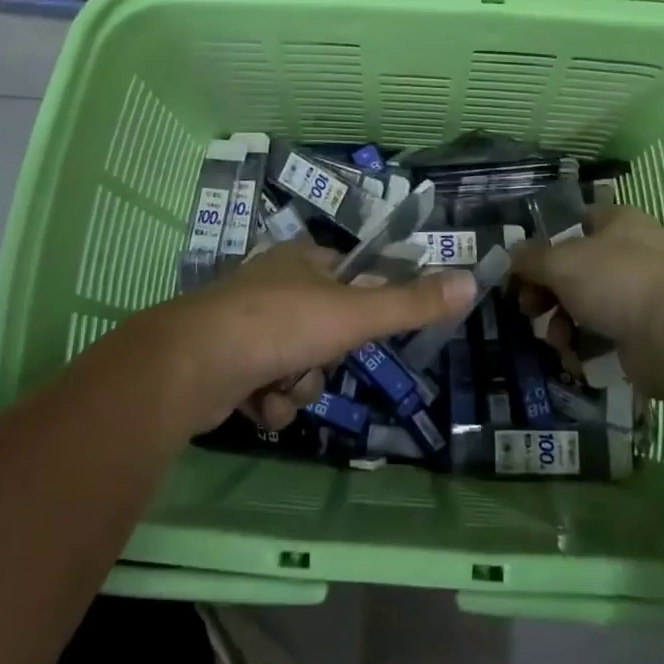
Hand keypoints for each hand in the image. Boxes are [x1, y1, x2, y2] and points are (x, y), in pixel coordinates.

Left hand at [142, 242, 476, 434]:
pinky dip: (271, 401)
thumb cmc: (280, 325)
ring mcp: (248, 324)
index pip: (353, 276)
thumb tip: (471, 281)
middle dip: (326, 359)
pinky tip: (258, 403)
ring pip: (302, 364)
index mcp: (304, 260)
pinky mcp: (228, 363)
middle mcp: (275, 285)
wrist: (192, 365)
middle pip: (329, 330)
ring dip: (300, 385)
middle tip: (317, 359)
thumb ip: (411, 303)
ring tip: (279, 386)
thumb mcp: (354, 314)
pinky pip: (270, 387)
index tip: (364, 330)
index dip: (364, 306)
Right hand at [510, 204, 663, 400]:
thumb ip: (529, 257)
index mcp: (619, 222)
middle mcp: (631, 252)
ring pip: (584, 303)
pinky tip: (572, 355)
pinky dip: (582, 344)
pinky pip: (601, 333)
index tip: (521, 266)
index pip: (574, 222)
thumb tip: (512, 257)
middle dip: (545, 291)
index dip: (544, 241)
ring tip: (554, 338)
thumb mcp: (559, 261)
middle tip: (526, 307)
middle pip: (574, 267)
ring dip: (560, 322)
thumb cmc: (614, 281)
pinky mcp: (642, 331)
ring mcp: (639, 293)